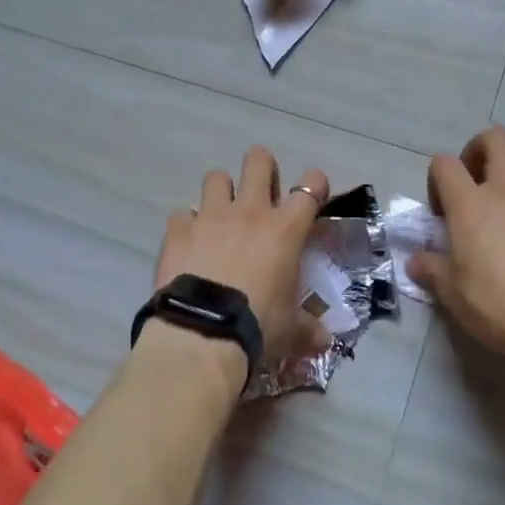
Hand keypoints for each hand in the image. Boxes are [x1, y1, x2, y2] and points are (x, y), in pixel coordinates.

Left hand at [156, 147, 330, 364]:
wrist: (202, 335)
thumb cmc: (258, 327)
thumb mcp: (290, 331)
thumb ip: (308, 329)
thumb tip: (325, 342)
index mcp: (285, 229)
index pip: (310, 187)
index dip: (314, 184)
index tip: (312, 194)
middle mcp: (250, 211)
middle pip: (258, 161)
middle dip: (262, 167)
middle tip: (262, 191)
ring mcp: (211, 217)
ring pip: (216, 177)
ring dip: (220, 191)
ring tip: (220, 214)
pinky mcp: (178, 230)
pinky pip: (182, 214)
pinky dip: (187, 225)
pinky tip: (188, 243)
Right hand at [409, 126, 504, 362]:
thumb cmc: (496, 303)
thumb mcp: (452, 293)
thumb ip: (432, 270)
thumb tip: (416, 262)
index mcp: (470, 204)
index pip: (445, 163)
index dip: (438, 178)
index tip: (442, 209)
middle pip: (496, 139)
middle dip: (482, 149)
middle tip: (478, 179)